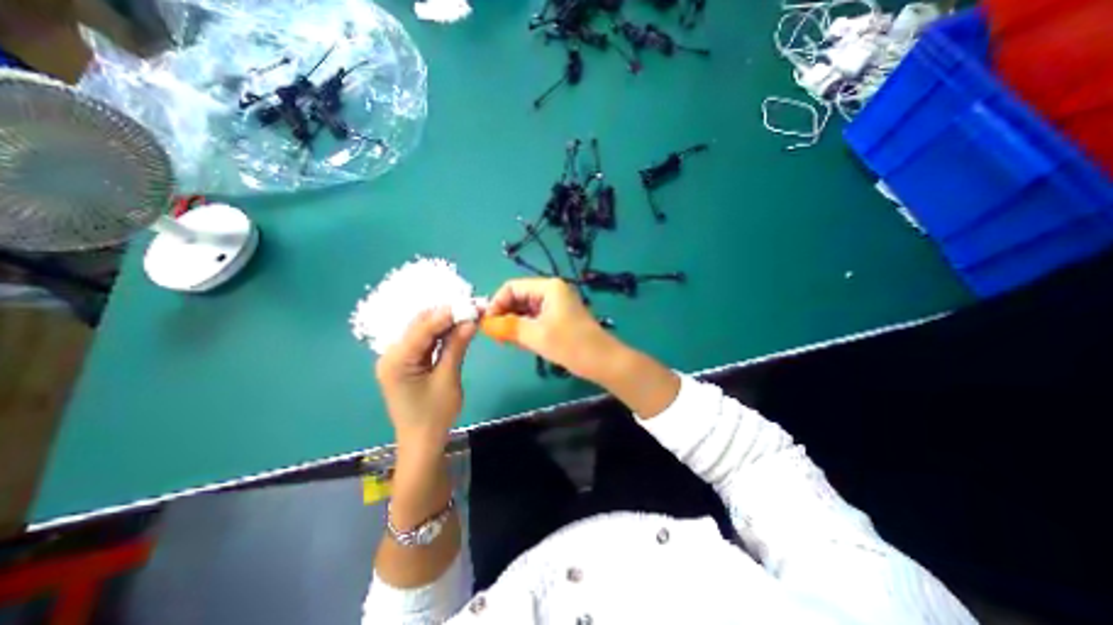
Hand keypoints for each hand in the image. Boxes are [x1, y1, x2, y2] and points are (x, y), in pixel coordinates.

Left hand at [376, 308, 474, 450]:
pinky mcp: (407, 363)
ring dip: (445, 323)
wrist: (422, 442)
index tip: (470, 303)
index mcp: (396, 360)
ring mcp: (398, 358)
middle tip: (471, 307)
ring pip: (423, 331)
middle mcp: (392, 354)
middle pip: (420, 325)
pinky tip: (457, 328)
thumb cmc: (435, 415)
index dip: (447, 314)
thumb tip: (471, 320)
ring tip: (468, 314)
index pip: (422, 328)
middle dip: (446, 315)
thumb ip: (456, 346)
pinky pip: (425, 342)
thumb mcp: (448, 378)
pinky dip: (441, 335)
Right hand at [489, 279, 621, 379]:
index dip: (496, 303)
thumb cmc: (571, 344)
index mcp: (548, 287)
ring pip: (525, 309)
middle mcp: (551, 292)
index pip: (511, 287)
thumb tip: (484, 323)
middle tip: (494, 335)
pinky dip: (524, 328)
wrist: (602, 362)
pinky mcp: (558, 318)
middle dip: (504, 314)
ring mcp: (556, 305)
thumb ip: (508, 327)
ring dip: (513, 323)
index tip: (487, 324)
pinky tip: (518, 341)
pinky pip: (534, 319)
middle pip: (518, 297)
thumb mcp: (536, 335)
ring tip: (505, 340)